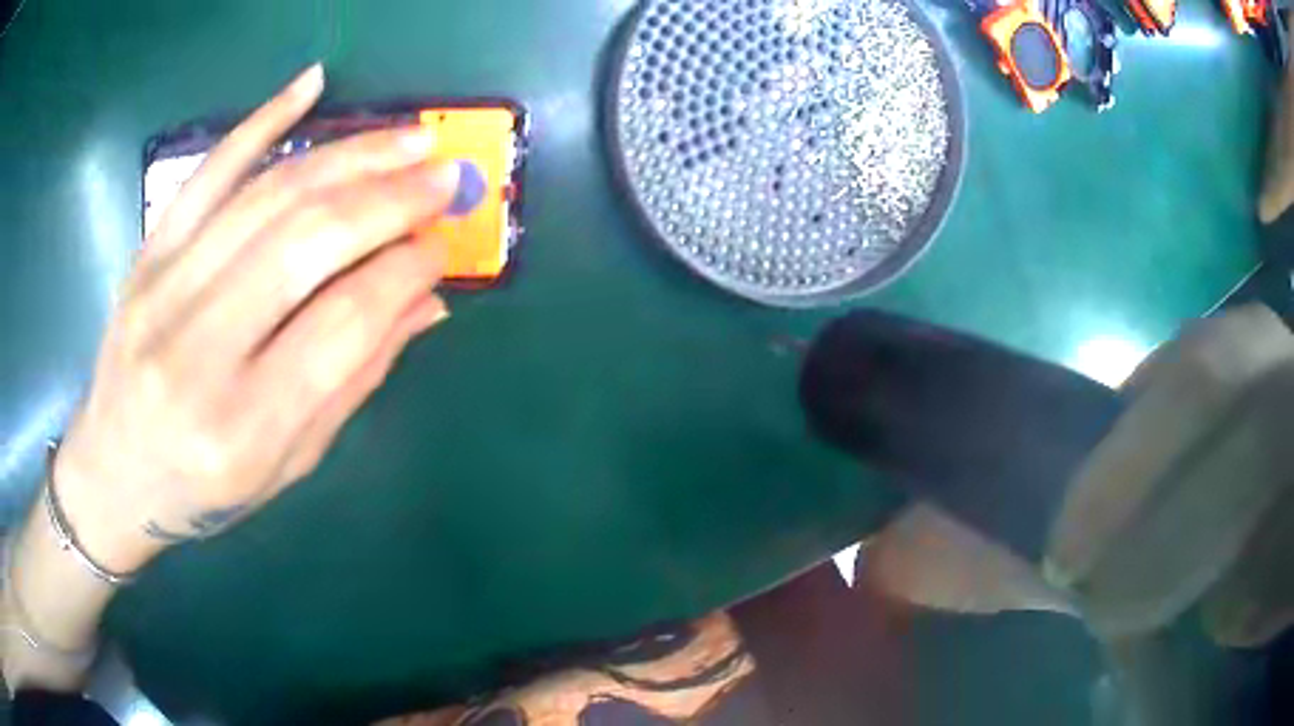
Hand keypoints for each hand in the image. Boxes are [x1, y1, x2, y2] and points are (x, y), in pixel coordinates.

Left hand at [52, 64, 469, 572]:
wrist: (113, 476)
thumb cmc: (201, 495)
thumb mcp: (285, 468)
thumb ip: (352, 383)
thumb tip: (425, 304)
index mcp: (242, 428)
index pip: (342, 323)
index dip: (405, 271)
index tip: (445, 244)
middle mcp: (196, 352)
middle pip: (306, 243)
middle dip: (390, 200)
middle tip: (445, 177)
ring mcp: (162, 289)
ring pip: (267, 195)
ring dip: (349, 155)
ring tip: (409, 138)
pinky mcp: (146, 254)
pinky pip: (208, 172)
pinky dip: (261, 121)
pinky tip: (311, 85)